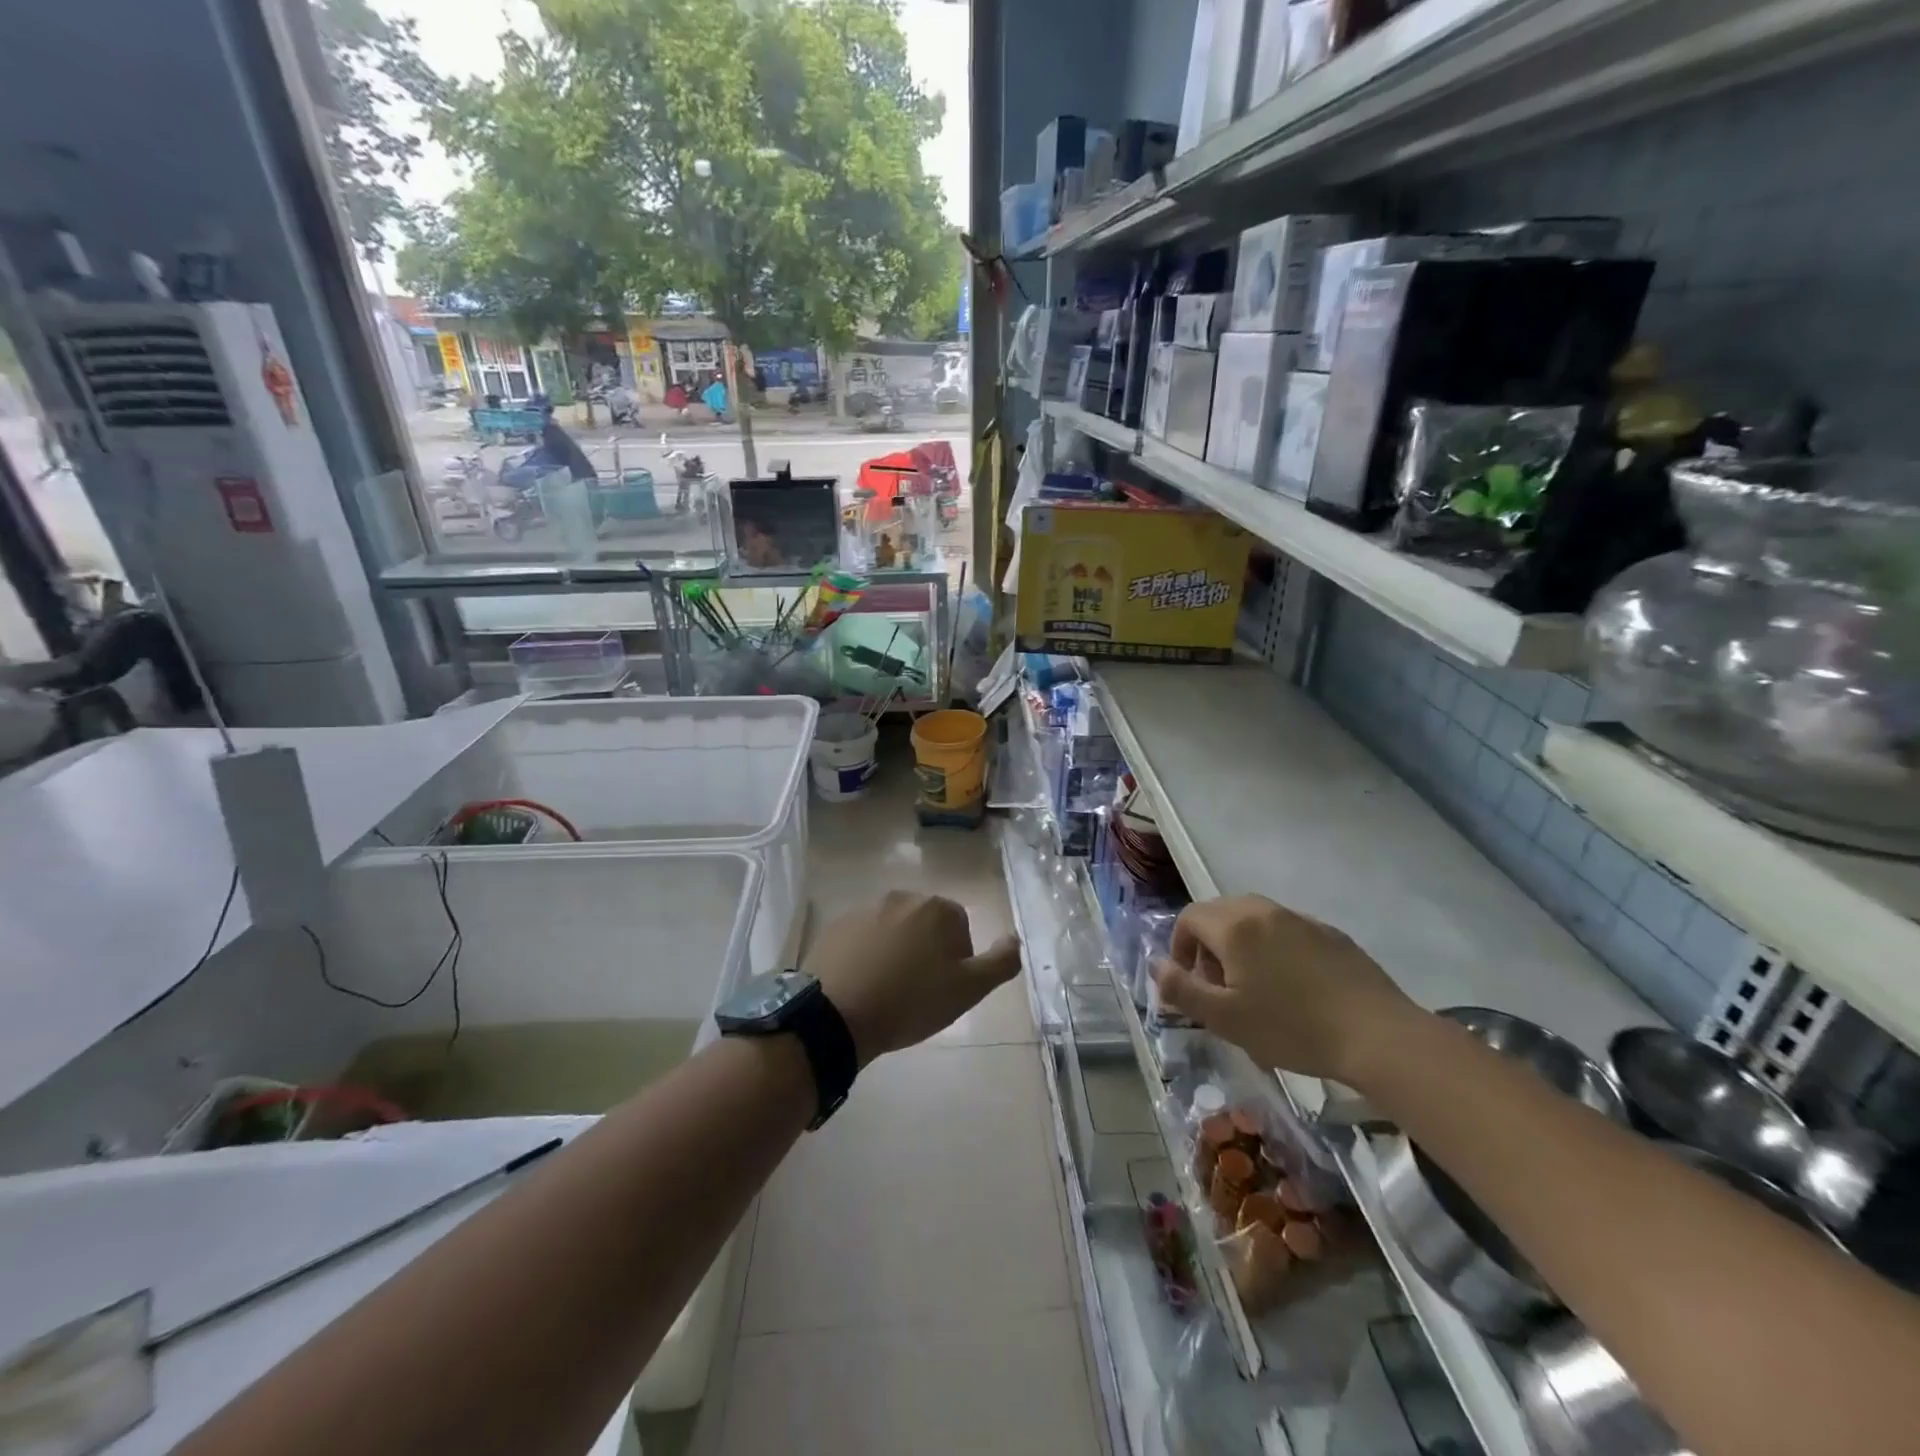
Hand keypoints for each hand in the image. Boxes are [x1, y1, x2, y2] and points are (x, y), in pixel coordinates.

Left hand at [806, 892, 1021, 1065]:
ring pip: (893, 931)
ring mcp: (865, 910)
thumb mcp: (968, 990)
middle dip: (926, 952)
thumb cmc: (910, 1001)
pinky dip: (866, 956)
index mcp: (937, 909)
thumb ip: (1000, 962)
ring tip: (887, 991)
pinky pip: (862, 939)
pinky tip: (861, 986)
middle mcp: (901, 898)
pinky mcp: (836, 927)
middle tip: (918, 992)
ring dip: (896, 952)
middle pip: (926, 925)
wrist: (836, 1014)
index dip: (957, 960)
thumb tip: (1016, 938)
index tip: (944, 989)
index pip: (960, 927)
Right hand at [1153, 895, 1418, 1083]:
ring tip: (1254, 989)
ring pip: (1255, 920)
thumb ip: (1181, 988)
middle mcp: (1264, 911)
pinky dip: (1274, 949)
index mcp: (1234, 927)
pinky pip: (1286, 931)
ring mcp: (1301, 919)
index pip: (1190, 918)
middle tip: (1220, 988)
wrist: (1377, 1035)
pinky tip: (1293, 989)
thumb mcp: (1225, 1019)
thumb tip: (1156, 964)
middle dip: (1209, 945)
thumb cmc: (1292, 1028)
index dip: (1180, 946)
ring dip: (1241, 946)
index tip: (1191, 982)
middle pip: (1220, 913)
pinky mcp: (1330, 934)